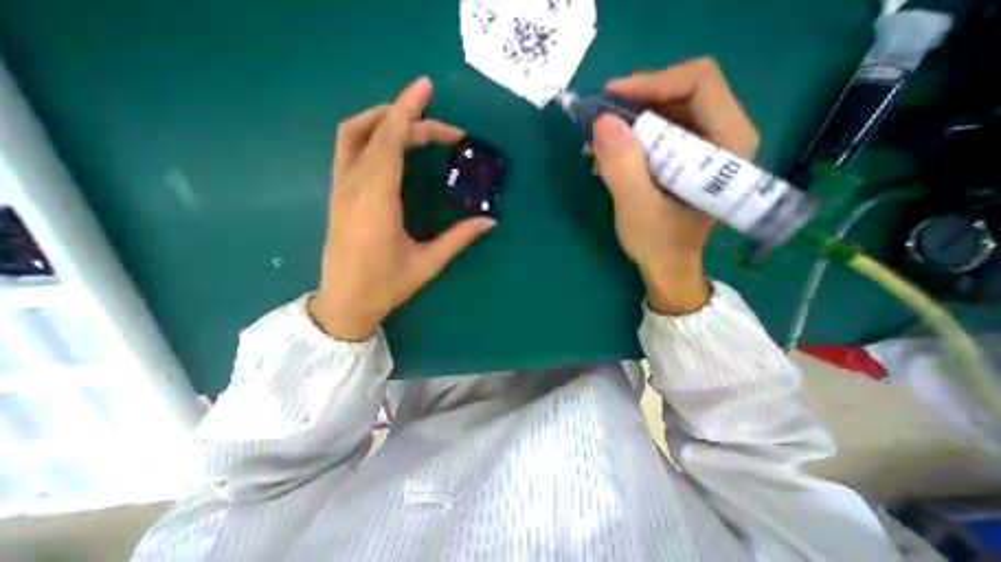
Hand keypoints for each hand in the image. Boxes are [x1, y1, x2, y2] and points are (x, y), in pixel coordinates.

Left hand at [311, 78, 494, 339]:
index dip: (407, 112)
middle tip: (445, 131)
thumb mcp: (427, 263)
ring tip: (413, 124)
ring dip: (382, 119)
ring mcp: (340, 189)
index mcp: (376, 202)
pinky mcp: (338, 195)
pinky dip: (369, 135)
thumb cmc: (385, 286)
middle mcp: (353, 187)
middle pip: (376, 134)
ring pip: (352, 135)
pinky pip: (348, 150)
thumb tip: (490, 222)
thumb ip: (459, 238)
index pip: (389, 142)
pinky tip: (390, 145)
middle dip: (409, 120)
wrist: (344, 303)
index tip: (425, 88)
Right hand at [593, 57, 759, 314]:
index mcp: (728, 144)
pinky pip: (659, 133)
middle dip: (635, 104)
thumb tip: (602, 121)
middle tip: (598, 121)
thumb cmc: (658, 243)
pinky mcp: (686, 159)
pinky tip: (605, 157)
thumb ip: (622, 166)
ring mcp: (704, 147)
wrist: (668, 267)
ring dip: (628, 124)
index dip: (652, 83)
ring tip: (596, 144)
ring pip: (666, 112)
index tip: (610, 98)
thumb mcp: (636, 208)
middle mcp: (723, 136)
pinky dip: (630, 139)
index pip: (699, 83)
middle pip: (681, 93)